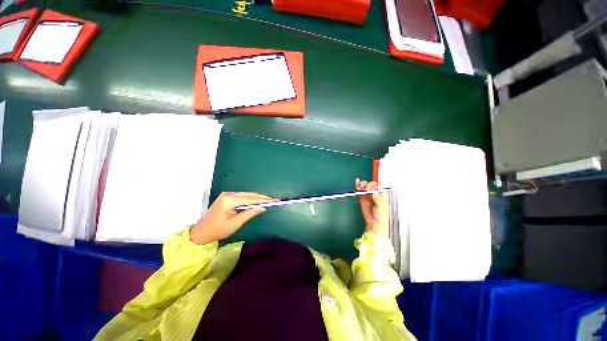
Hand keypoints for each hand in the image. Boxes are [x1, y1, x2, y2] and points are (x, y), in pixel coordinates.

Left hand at [189, 192, 274, 244]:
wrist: (200, 232)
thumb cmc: (217, 230)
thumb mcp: (235, 224)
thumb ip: (249, 214)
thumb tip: (262, 208)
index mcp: (229, 200)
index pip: (250, 199)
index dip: (263, 200)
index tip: (273, 200)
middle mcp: (228, 194)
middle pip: (249, 195)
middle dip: (261, 198)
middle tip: (273, 201)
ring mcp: (227, 195)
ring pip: (246, 195)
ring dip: (256, 198)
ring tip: (267, 201)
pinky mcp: (227, 197)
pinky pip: (242, 197)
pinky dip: (250, 200)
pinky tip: (256, 202)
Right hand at [356, 179, 388, 235]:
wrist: (375, 225)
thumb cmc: (382, 218)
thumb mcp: (382, 208)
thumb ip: (379, 200)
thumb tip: (374, 193)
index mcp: (382, 195)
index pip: (378, 186)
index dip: (374, 185)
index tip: (370, 189)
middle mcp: (375, 194)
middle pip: (370, 185)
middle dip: (367, 185)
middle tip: (365, 189)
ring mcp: (368, 196)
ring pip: (365, 186)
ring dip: (362, 185)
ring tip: (360, 187)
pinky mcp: (363, 198)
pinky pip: (360, 191)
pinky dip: (358, 187)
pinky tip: (357, 185)